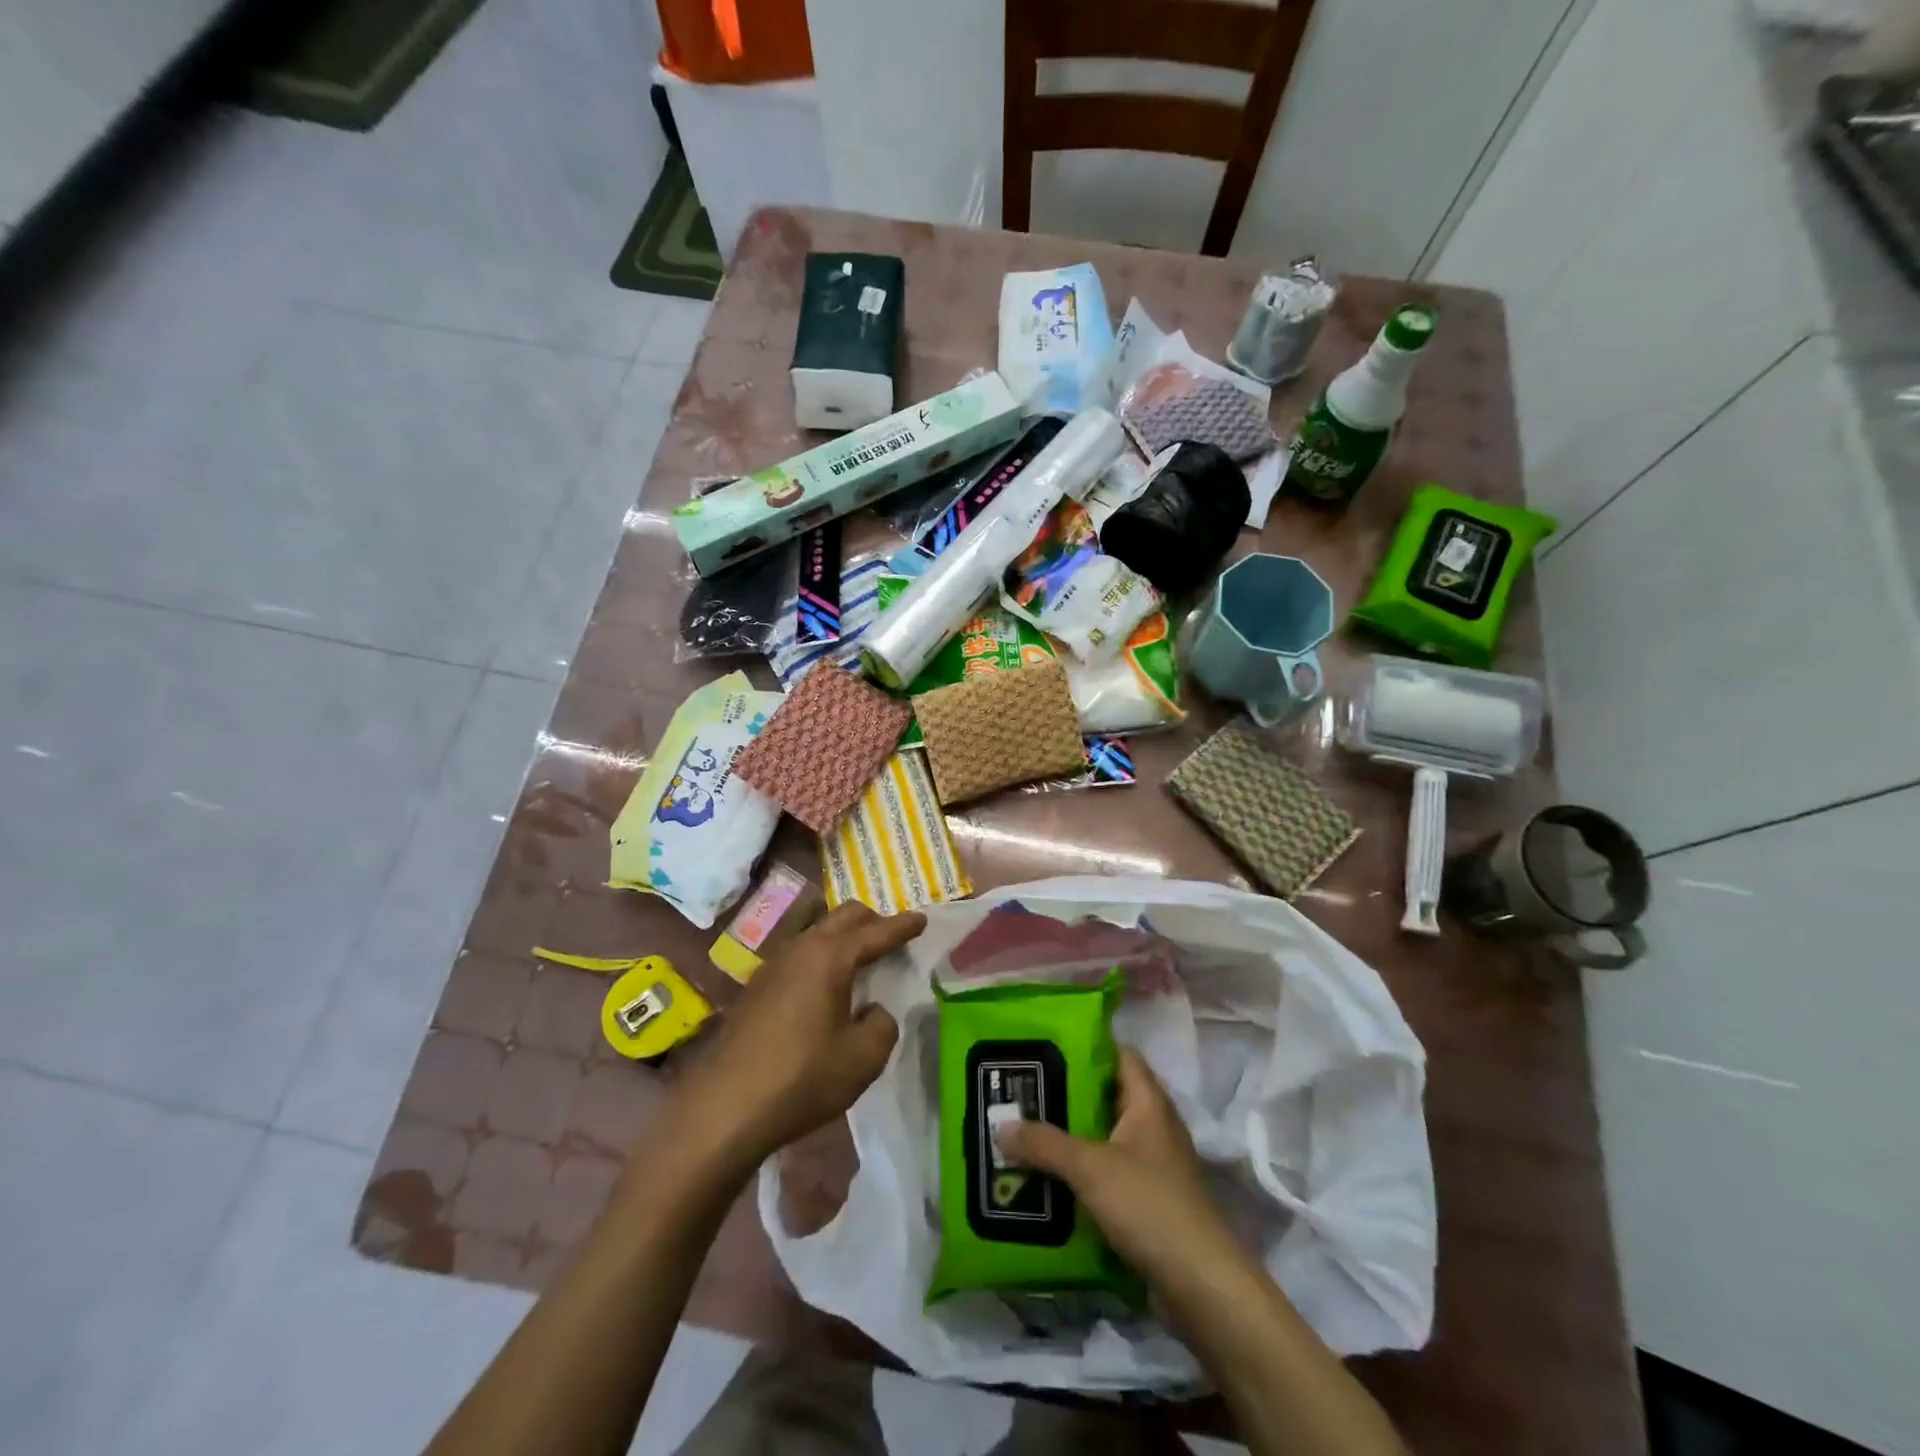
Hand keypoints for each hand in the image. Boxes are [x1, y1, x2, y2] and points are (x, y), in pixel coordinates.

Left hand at [675, 903, 924, 1175]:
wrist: (723, 1109)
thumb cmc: (801, 1079)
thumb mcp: (862, 1058)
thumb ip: (882, 1026)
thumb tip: (873, 1011)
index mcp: (830, 957)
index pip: (876, 932)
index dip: (903, 926)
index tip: (922, 918)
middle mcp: (801, 949)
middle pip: (843, 917)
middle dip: (872, 921)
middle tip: (893, 937)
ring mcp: (773, 965)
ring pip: (817, 932)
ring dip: (843, 937)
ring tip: (862, 960)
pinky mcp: (756, 987)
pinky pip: (800, 954)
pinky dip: (822, 956)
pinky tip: (826, 986)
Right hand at [995, 1047, 1241, 1285]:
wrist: (1201, 1286)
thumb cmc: (1149, 1205)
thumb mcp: (1089, 1168)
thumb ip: (1044, 1143)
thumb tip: (1000, 1125)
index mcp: (1149, 1102)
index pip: (1120, 1054)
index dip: (1087, 1046)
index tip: (1046, 1047)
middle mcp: (1154, 1126)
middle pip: (1107, 1096)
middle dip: (1067, 1095)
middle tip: (1023, 1092)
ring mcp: (1154, 1165)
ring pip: (1105, 1137)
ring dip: (1071, 1137)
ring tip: (1026, 1133)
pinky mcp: (1149, 1201)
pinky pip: (1108, 1173)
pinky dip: (1082, 1173)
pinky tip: (1048, 1179)